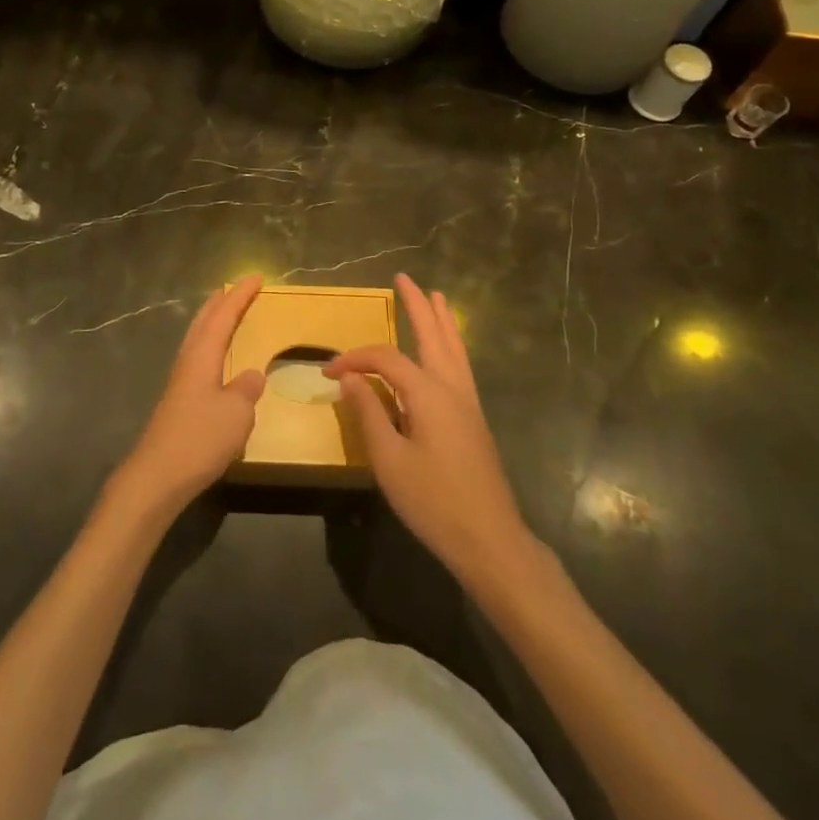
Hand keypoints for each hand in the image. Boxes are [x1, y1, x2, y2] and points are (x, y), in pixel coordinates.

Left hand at [112, 277, 265, 518]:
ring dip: (211, 322)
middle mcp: (188, 362)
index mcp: (202, 356)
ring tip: (224, 315)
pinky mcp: (178, 403)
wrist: (158, 476)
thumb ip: (246, 389)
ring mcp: (180, 382)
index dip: (240, 296)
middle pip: (203, 322)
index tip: (256, 277)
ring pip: (197, 339)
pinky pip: (197, 360)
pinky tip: (215, 362)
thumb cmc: (199, 438)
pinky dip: (209, 347)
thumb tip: (252, 375)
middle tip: (234, 288)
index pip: (223, 316)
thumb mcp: (236, 413)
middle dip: (220, 303)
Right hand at [325, 274, 531, 587]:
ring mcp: (468, 403)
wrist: (490, 541)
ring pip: (454, 348)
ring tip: (435, 296)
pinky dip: (452, 344)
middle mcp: (452, 388)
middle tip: (404, 278)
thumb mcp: (389, 461)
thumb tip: (351, 378)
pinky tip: (447, 348)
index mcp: (429, 394)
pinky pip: (461, 365)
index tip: (328, 373)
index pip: (385, 359)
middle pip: (433, 335)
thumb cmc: (434, 502)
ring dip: (441, 320)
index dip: (355, 359)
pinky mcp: (474, 419)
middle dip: (417, 306)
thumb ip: (369, 413)